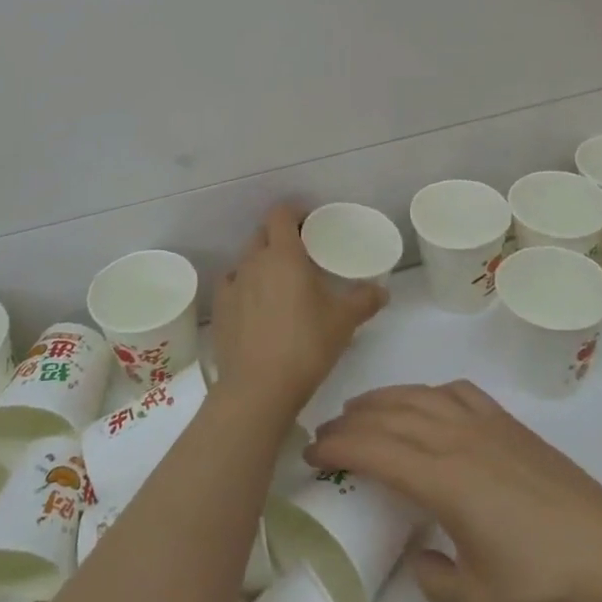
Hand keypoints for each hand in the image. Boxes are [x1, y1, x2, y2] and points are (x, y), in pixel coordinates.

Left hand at [209, 206, 387, 419]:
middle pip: (262, 234)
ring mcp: (232, 285)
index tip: (310, 225)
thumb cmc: (306, 345)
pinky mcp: (218, 310)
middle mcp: (253, 261)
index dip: (294, 213)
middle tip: (300, 255)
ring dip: (261, 262)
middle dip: (279, 237)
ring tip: (278, 283)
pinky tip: (254, 305)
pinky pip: (231, 285)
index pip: (281, 214)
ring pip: (246, 260)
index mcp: (283, 254)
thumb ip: (365, 300)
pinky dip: (243, 287)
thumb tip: (382, 291)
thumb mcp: (344, 321)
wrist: (258, 389)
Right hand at [307, 380, 601, 601]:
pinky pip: (455, 391)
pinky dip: (427, 391)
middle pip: (389, 415)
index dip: (336, 447)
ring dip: (382, 399)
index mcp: (442, 478)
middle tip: (324, 433)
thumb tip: (420, 557)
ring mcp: (483, 422)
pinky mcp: (506, 421)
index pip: (374, 449)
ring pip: (418, 395)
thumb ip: (435, 581)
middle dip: (350, 421)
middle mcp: (455, 437)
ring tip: (359, 409)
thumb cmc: (543, 578)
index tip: (310, 452)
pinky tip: (424, 403)